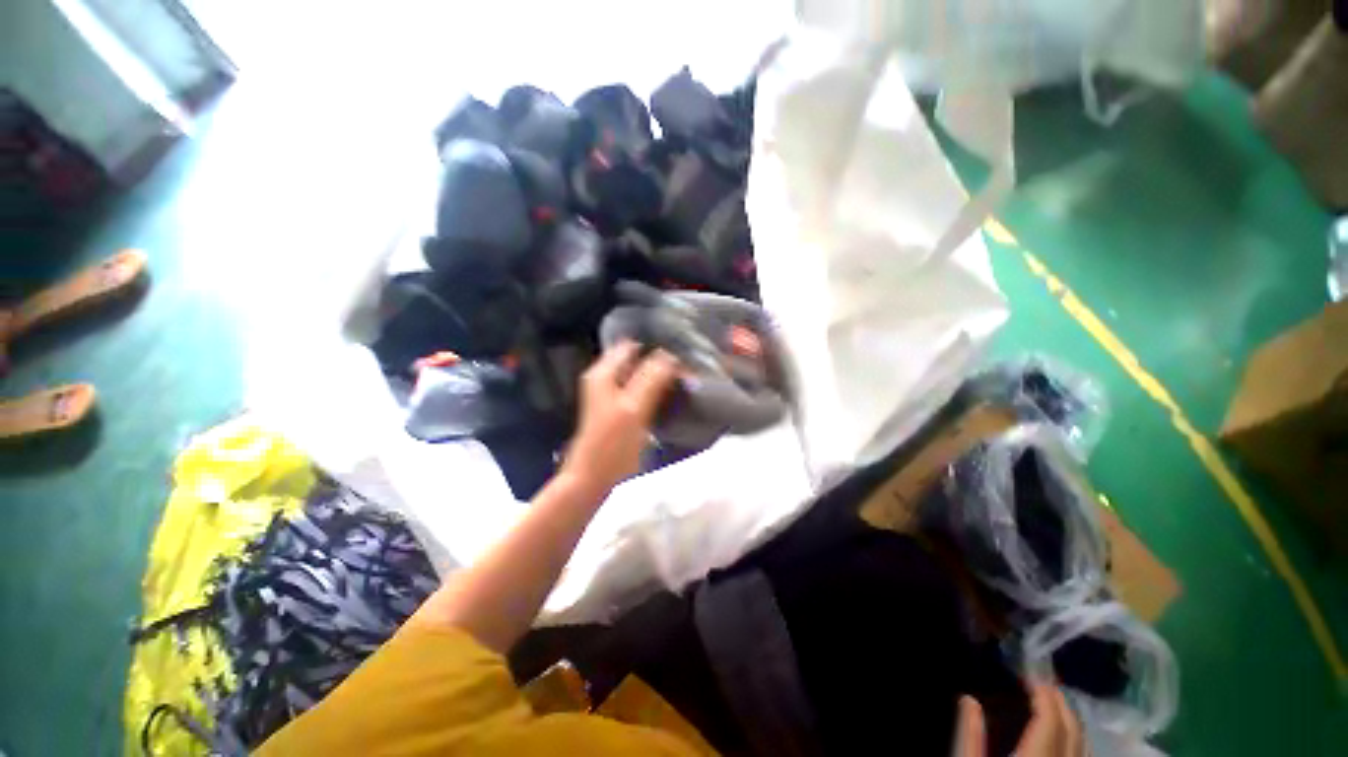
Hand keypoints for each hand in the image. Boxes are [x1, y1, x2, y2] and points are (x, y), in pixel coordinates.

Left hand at [561, 342, 679, 493]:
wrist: (593, 479)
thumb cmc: (612, 445)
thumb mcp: (633, 409)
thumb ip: (651, 379)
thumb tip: (671, 355)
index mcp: (603, 373)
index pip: (631, 345)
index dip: (654, 347)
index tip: (681, 352)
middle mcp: (605, 379)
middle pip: (637, 359)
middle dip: (660, 361)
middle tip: (687, 368)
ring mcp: (612, 395)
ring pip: (640, 375)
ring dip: (660, 376)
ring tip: (684, 380)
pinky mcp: (620, 410)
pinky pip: (641, 391)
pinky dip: (655, 390)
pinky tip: (671, 396)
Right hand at [955, 682, 1083, 756]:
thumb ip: (969, 737)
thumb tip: (968, 700)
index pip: (1050, 721)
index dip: (1044, 694)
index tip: (1031, 674)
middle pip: (1072, 731)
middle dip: (1061, 703)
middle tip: (1043, 682)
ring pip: (1083, 747)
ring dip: (1071, 721)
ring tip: (1054, 704)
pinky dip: (1074, 742)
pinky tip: (1062, 738)